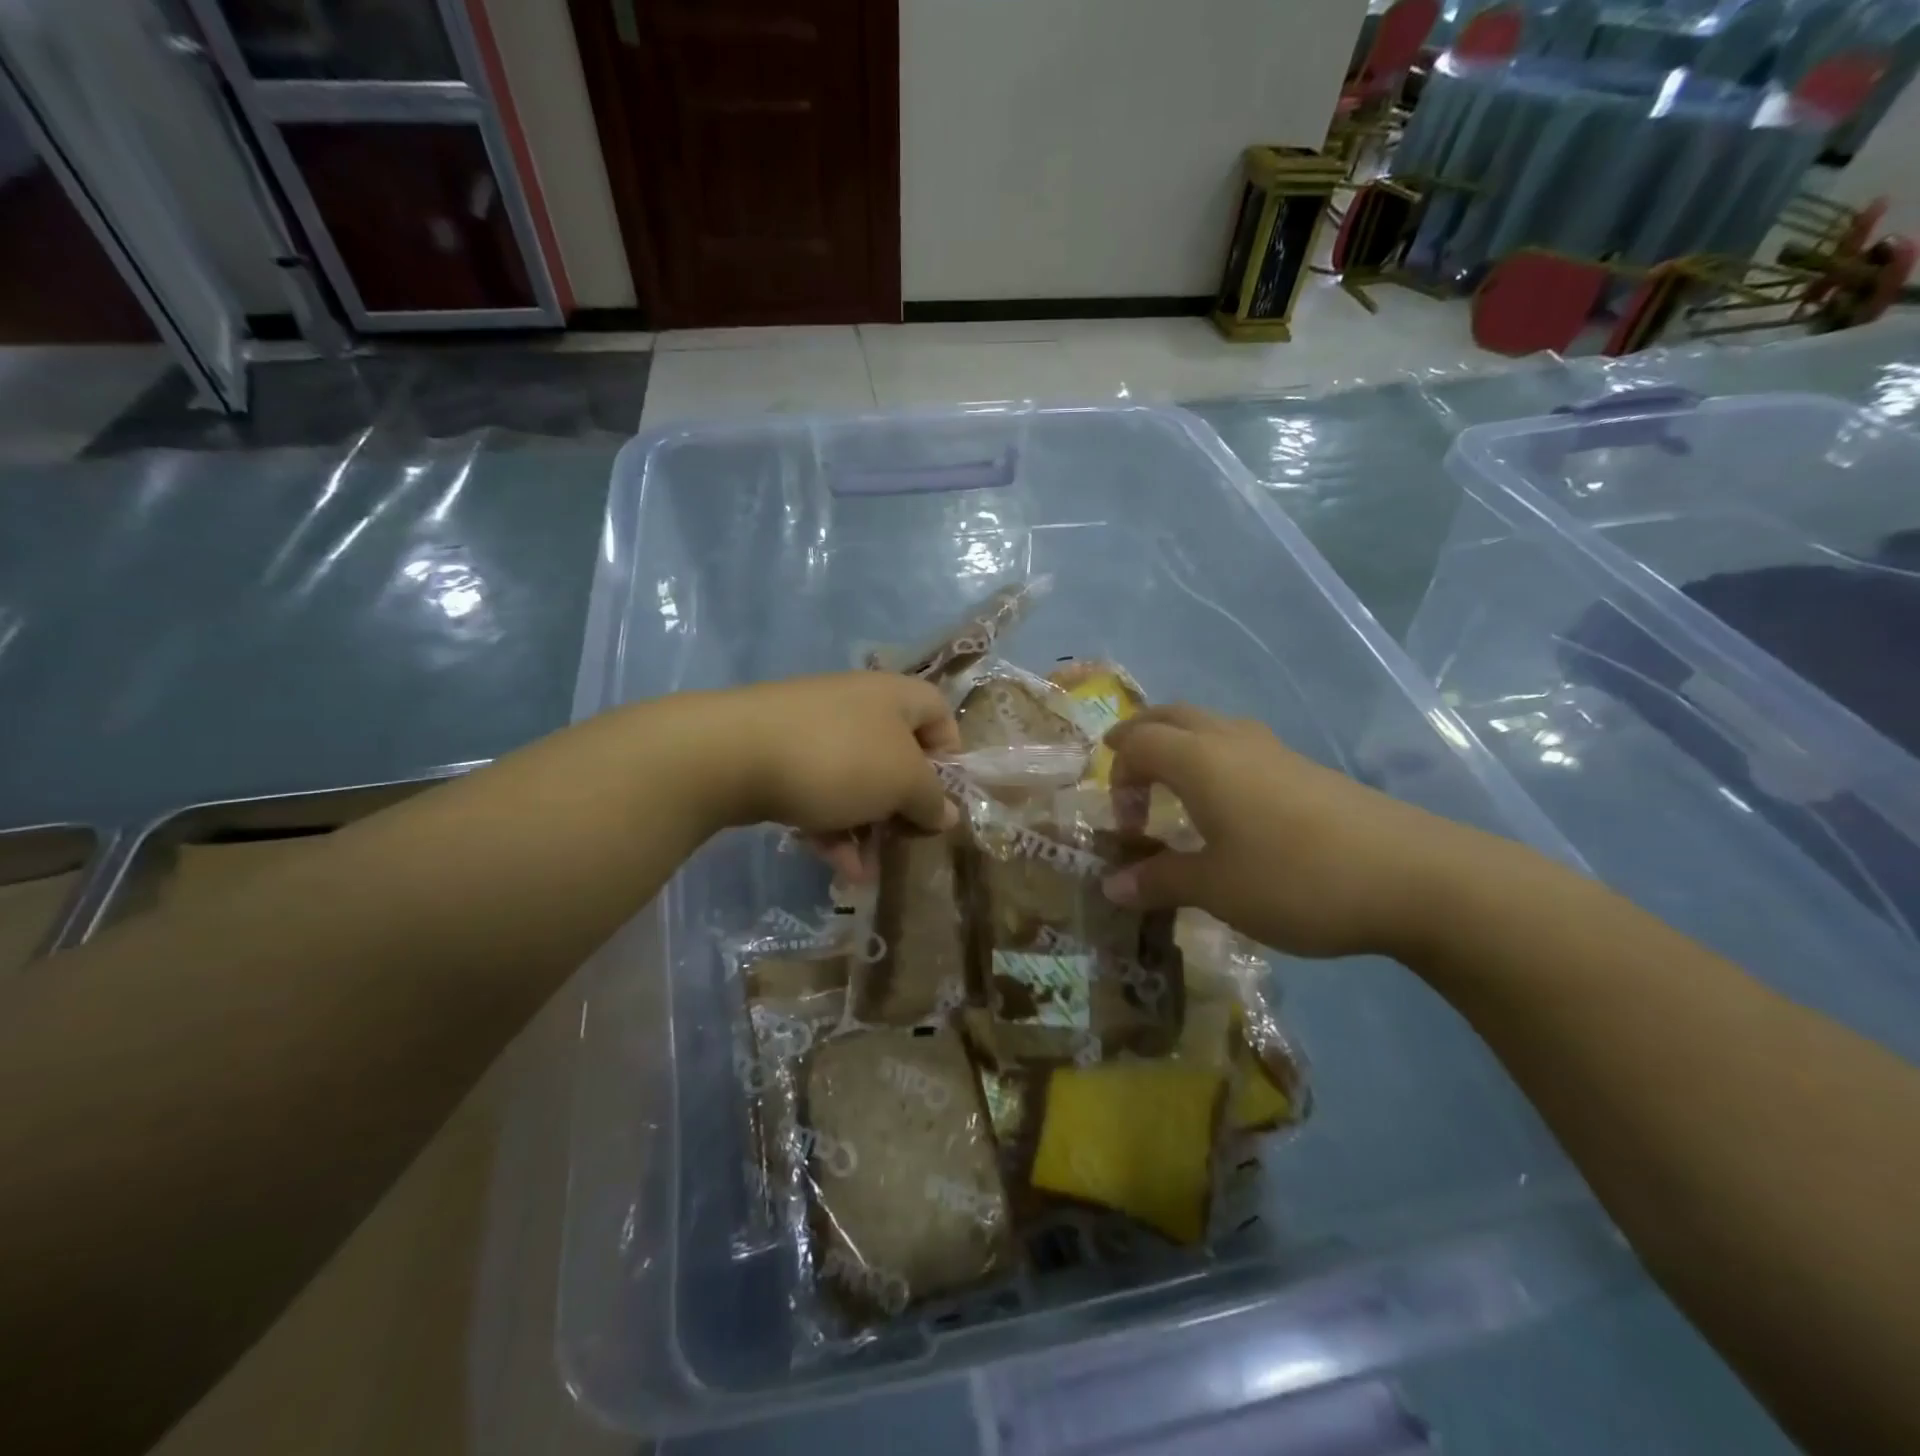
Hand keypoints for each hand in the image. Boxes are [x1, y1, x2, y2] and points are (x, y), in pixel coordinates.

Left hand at [696, 672, 960, 858]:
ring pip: (857, 782)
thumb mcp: (902, 782)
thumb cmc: (839, 759)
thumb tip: (947, 813)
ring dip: (867, 829)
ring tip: (865, 872)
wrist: (733, 753)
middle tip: (904, 842)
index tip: (943, 799)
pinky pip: (820, 791)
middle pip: (898, 757)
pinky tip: (837, 867)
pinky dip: (832, 826)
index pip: (940, 715)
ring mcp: (816, 730)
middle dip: (903, 807)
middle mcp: (858, 706)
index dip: (951, 757)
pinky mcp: (781, 756)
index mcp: (895, 697)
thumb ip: (932, 799)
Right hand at [1101, 705, 1473, 959]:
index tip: (1126, 825)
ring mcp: (1276, 752)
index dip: (1118, 776)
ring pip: (1212, 726)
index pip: (1139, 742)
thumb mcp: (1216, 889)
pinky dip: (1216, 760)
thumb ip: (1159, 880)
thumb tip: (1112, 885)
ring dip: (1181, 743)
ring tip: (1175, 784)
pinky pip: (1243, 747)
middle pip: (1173, 716)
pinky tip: (1232, 806)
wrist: (1416, 878)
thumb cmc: (1296, 879)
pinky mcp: (1308, 770)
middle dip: (1141, 735)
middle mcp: (1233, 742)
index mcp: (1200, 760)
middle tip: (1125, 766)